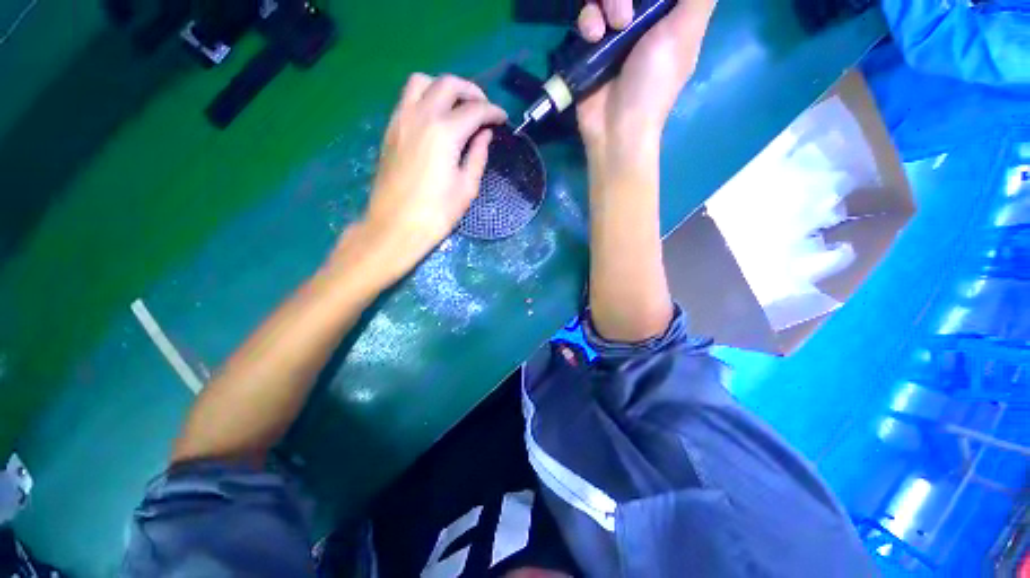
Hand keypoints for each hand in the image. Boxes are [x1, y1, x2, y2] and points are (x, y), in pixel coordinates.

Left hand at [334, 74, 506, 285]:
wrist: (396, 225)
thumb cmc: (437, 212)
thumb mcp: (466, 187)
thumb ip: (478, 155)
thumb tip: (484, 134)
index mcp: (444, 133)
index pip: (474, 110)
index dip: (493, 112)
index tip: (502, 119)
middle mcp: (421, 116)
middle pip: (448, 84)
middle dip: (471, 91)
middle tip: (483, 108)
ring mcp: (401, 119)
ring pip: (422, 82)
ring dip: (443, 87)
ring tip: (457, 106)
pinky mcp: (390, 129)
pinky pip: (407, 98)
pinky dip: (425, 97)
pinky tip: (436, 117)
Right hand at [576, 0, 715, 161]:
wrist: (614, 127)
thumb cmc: (653, 84)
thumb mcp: (685, 32)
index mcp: (669, 12)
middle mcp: (641, 16)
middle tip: (625, 18)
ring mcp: (613, 30)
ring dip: (604, 3)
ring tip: (606, 30)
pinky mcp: (589, 44)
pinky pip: (585, 15)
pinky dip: (587, 21)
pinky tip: (592, 37)